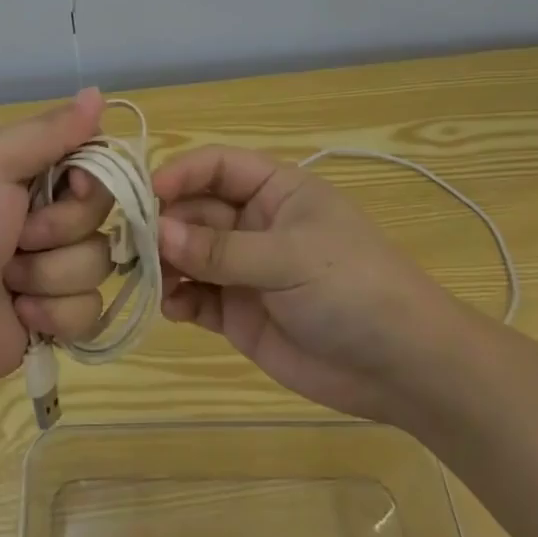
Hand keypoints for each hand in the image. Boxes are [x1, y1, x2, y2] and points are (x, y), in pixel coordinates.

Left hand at [0, 88, 118, 410]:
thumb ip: (48, 132)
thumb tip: (98, 92)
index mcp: (22, 170)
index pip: (91, 158)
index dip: (94, 175)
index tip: (75, 184)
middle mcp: (39, 214)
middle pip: (100, 212)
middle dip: (61, 228)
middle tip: (17, 237)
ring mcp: (47, 267)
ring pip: (98, 262)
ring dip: (52, 274)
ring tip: (8, 281)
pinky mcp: (52, 317)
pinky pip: (91, 309)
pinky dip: (56, 313)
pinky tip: (19, 314)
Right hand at [153, 145, 465, 421]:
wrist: (404, 369)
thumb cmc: (354, 289)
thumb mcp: (290, 258)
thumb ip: (221, 249)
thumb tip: (156, 232)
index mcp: (275, 192)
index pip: (215, 167)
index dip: (179, 174)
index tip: (143, 195)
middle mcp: (253, 224)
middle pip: (193, 210)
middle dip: (163, 224)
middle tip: (132, 246)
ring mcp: (243, 270)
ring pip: (187, 254)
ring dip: (164, 263)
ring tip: (146, 278)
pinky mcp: (238, 313)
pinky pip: (196, 298)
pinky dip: (178, 300)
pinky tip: (174, 310)